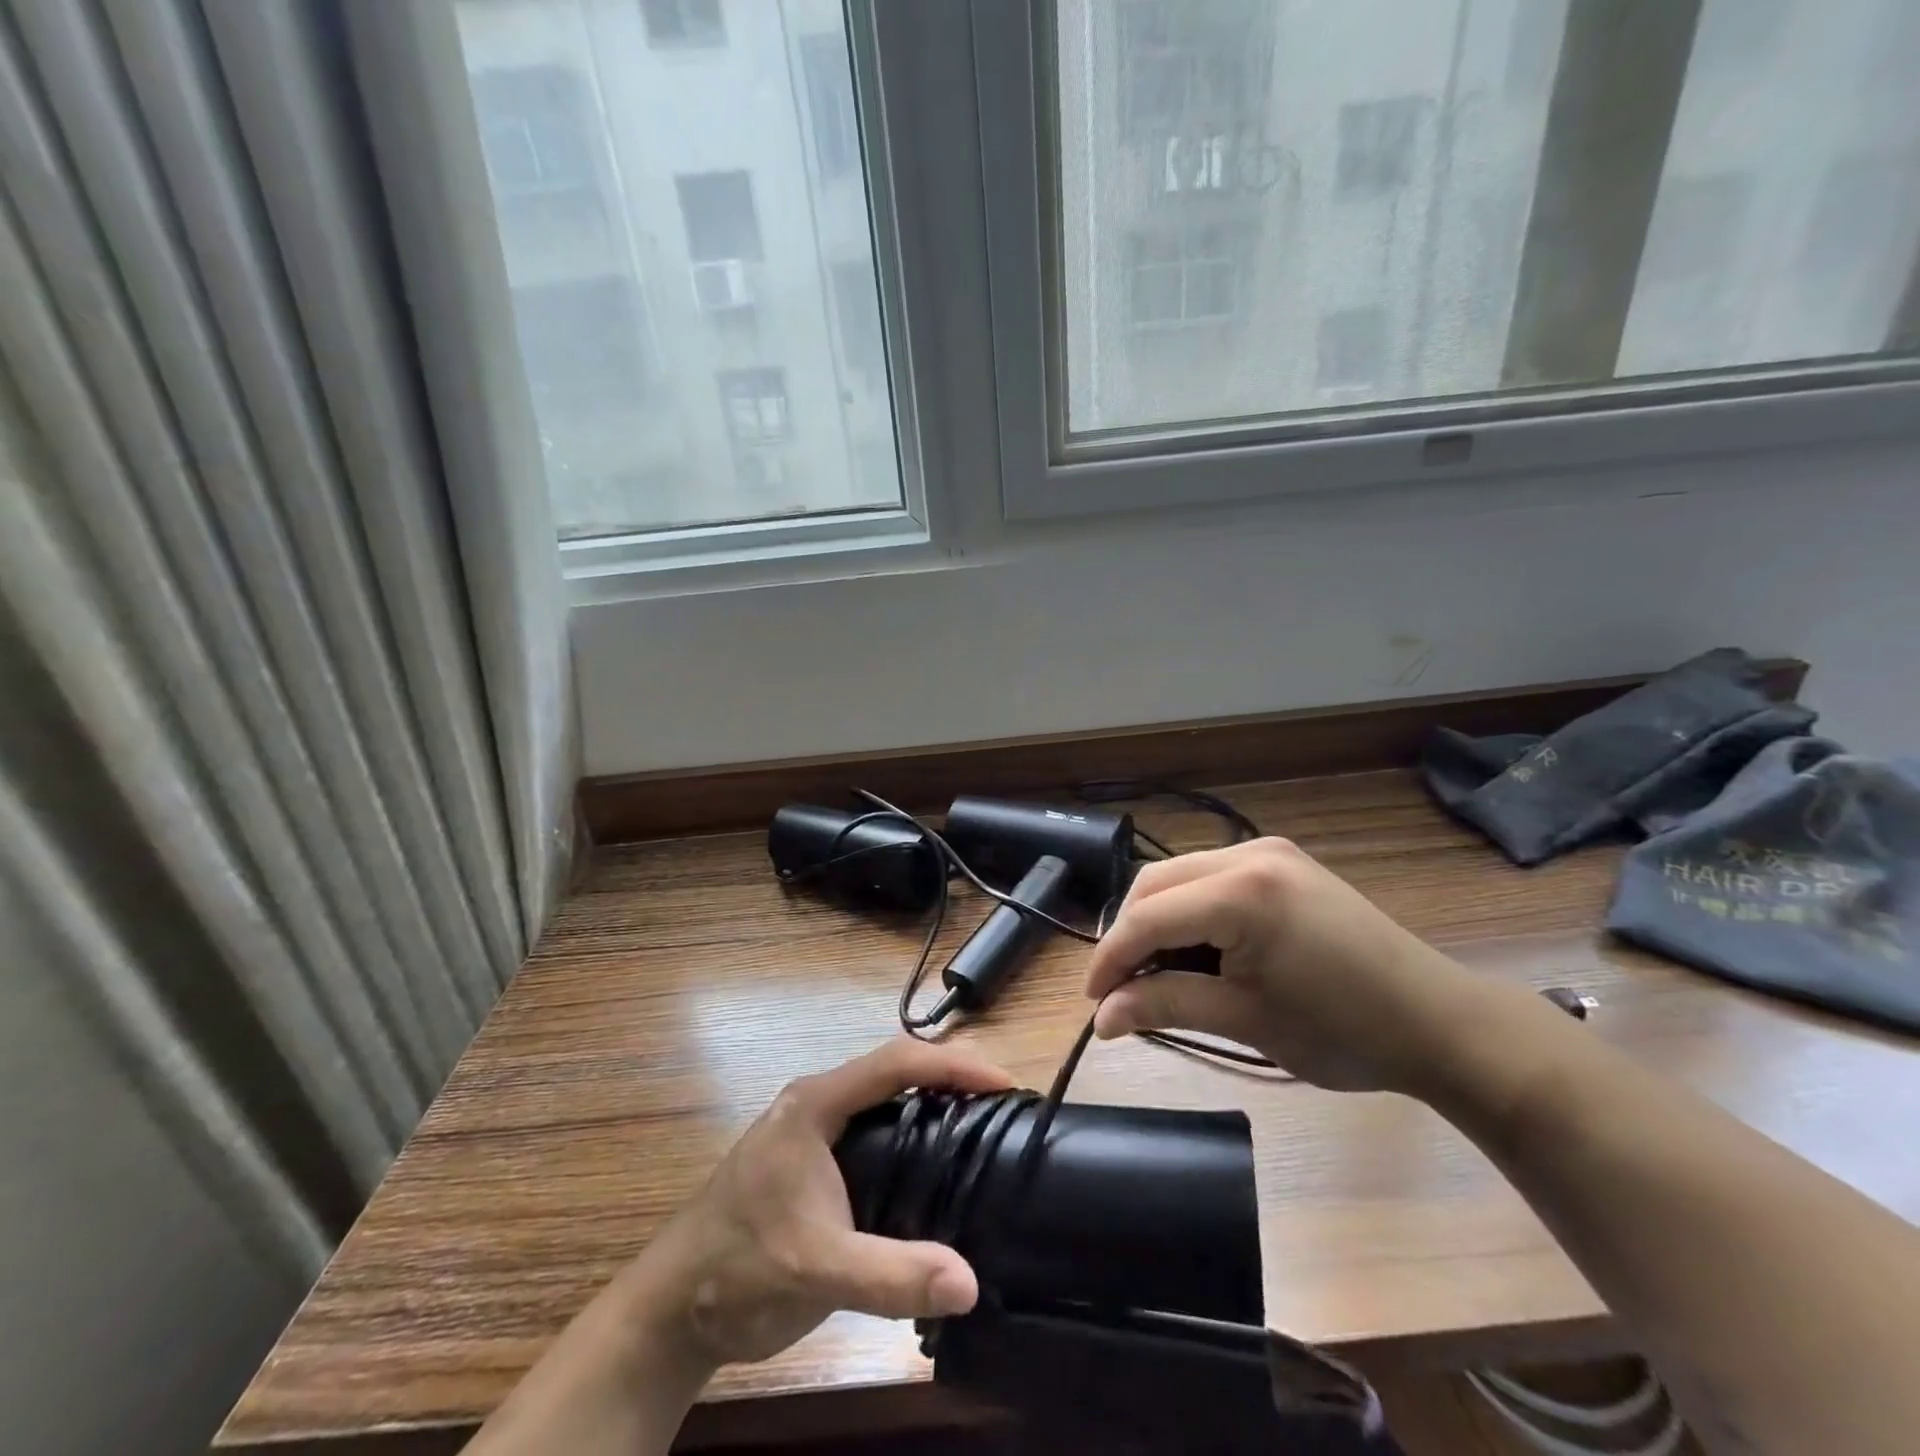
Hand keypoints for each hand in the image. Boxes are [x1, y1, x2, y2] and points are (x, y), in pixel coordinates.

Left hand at [633, 1038, 1012, 1367]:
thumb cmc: (738, 1270)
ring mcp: (816, 1132)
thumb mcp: (816, 1269)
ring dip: (934, 1101)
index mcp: (816, 1103)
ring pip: (887, 1098)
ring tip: (984, 1123)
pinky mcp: (818, 1162)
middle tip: (1003, 1102)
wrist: (673, 1310)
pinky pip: (878, 1129)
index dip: (952, 1065)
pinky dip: (916, 1132)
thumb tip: (971, 1282)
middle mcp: (819, 1103)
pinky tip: (940, 1163)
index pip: (895, 1062)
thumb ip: (892, 1273)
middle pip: (895, 1070)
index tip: (1002, 1082)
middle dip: (950, 1076)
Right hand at [1085, 838, 1480, 1092]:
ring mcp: (1269, 853)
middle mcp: (1248, 854)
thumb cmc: (1344, 1031)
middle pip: (1155, 885)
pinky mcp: (1283, 864)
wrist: (1440, 1023)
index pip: (1148, 917)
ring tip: (1159, 975)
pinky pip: (1211, 880)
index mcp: (1241, 891)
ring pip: (1180, 878)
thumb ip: (1166, 1007)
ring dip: (1158, 922)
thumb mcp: (1245, 1021)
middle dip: (1130, 936)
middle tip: (1121, 990)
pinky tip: (1198, 951)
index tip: (1092, 1003)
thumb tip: (1102, 1020)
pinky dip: (1190, 913)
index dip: (1111, 958)